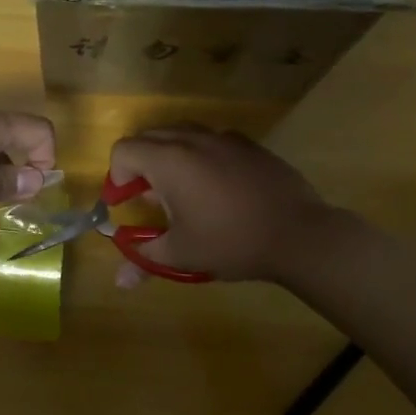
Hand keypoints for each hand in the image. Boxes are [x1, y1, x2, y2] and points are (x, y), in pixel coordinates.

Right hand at [108, 125, 341, 285]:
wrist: (299, 235)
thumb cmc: (231, 242)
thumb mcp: (182, 255)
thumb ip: (145, 259)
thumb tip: (119, 281)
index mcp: (169, 160)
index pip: (124, 150)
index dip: (116, 175)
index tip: (123, 202)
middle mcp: (193, 139)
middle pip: (150, 136)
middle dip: (139, 163)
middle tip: (146, 197)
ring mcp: (224, 138)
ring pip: (182, 133)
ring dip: (169, 155)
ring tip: (179, 190)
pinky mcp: (249, 145)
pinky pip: (212, 140)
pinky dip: (200, 155)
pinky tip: (215, 187)